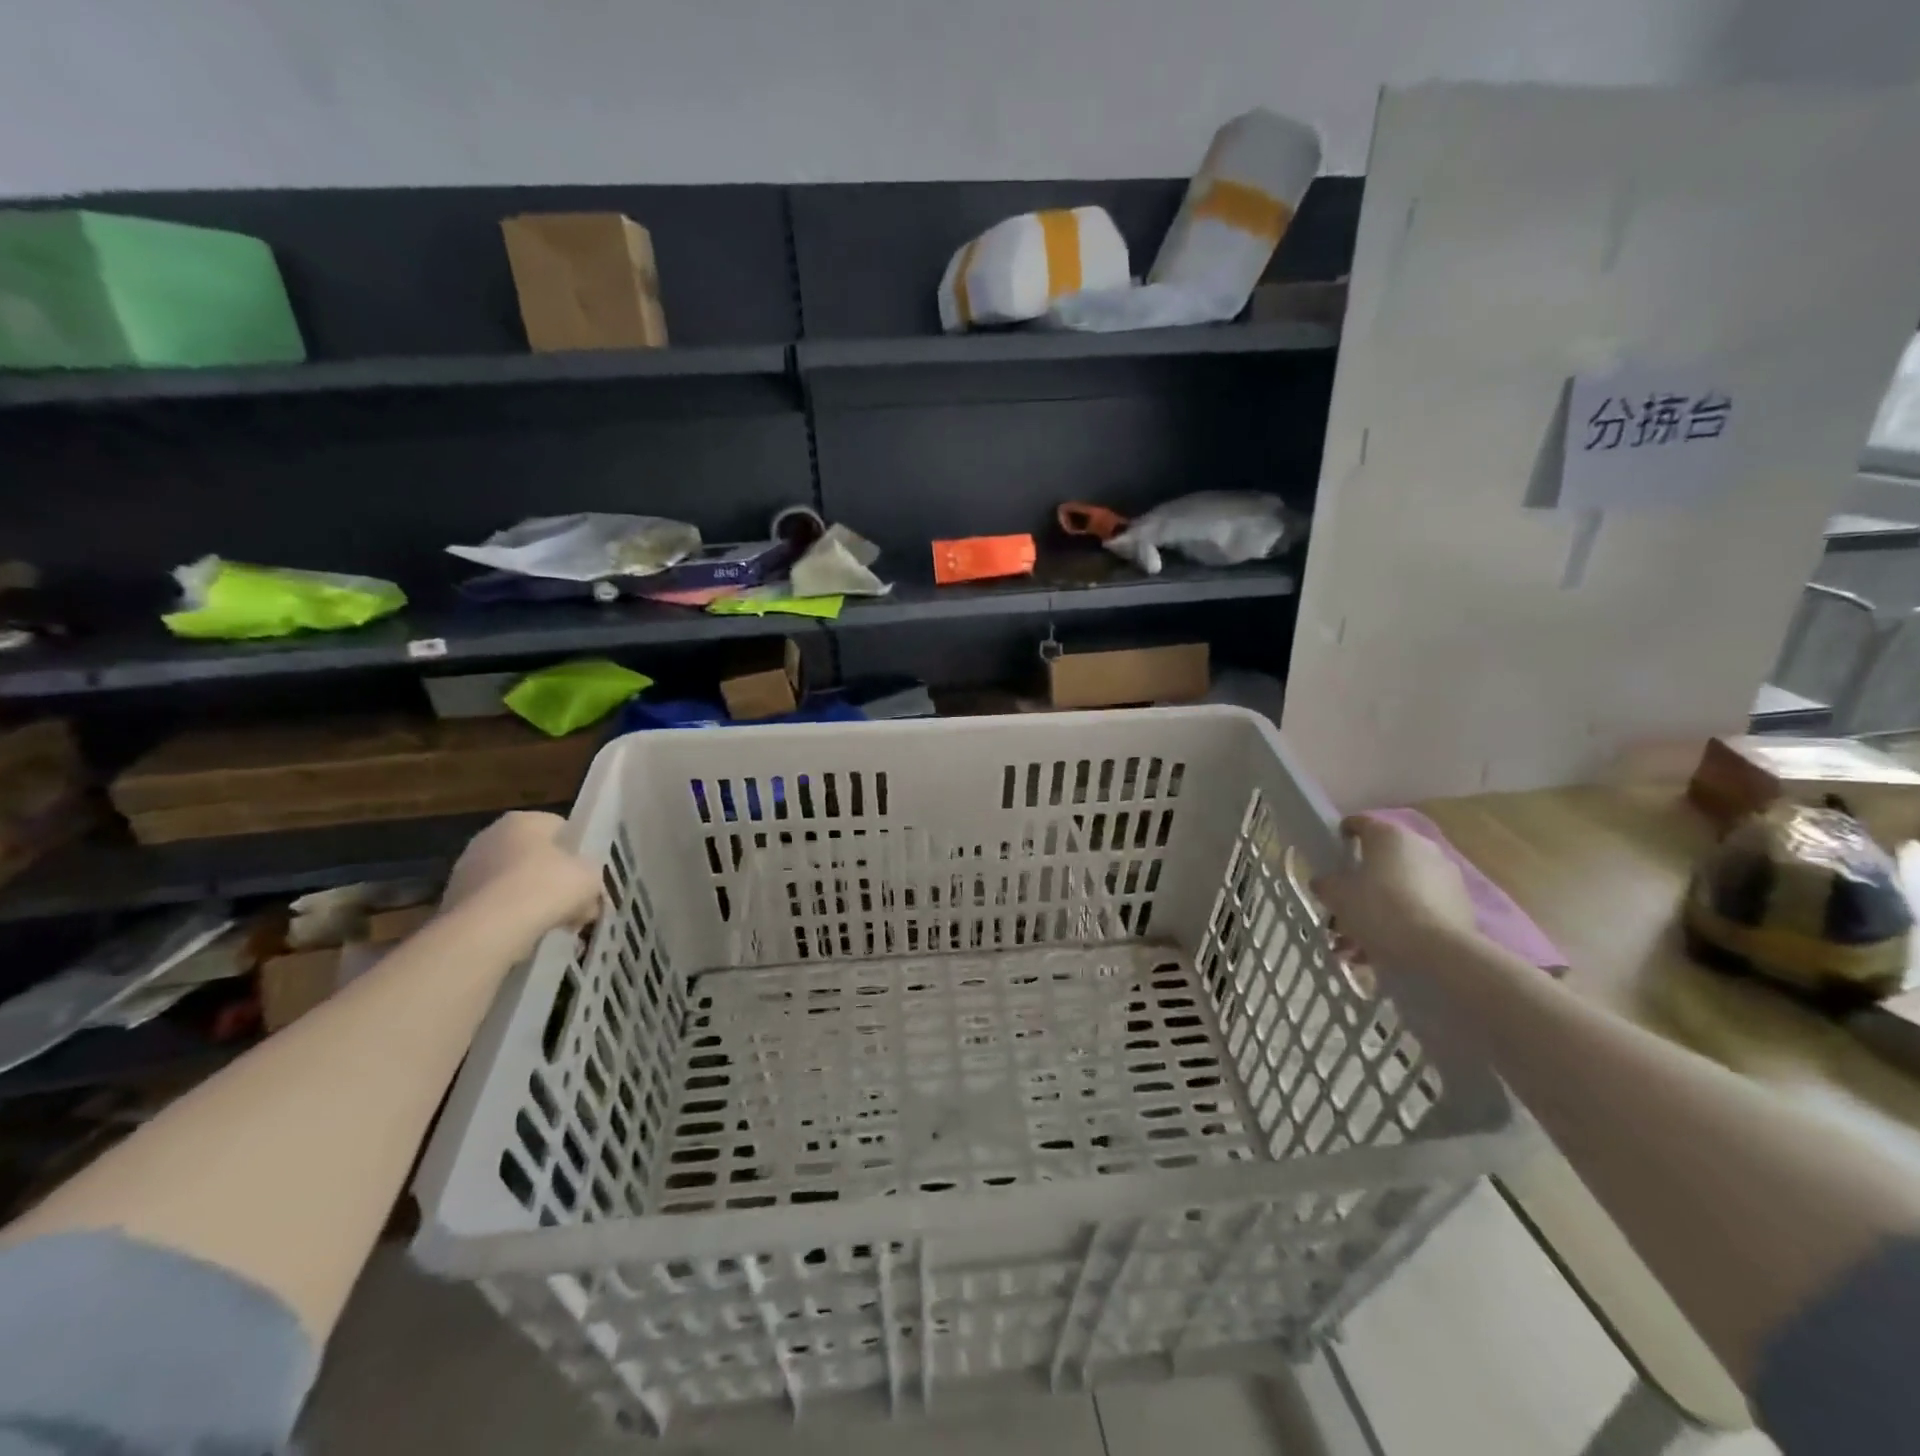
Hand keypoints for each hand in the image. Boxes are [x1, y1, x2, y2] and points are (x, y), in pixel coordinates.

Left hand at [441, 812, 600, 949]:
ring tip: (552, 925)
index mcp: (524, 820)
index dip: (579, 853)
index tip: (588, 876)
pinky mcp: (453, 901)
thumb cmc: (546, 888)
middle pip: (535, 856)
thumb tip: (587, 896)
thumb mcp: (590, 877)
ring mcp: (467, 869)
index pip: (560, 828)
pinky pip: (494, 906)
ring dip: (531, 900)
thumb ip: (592, 878)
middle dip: (554, 879)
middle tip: (574, 904)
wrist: (486, 930)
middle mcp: (490, 836)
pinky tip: (525, 936)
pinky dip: (509, 919)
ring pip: (513, 883)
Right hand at [1312, 816, 1476, 967]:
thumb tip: (1325, 882)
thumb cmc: (1379, 910)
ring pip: (1401, 886)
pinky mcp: (1460, 903)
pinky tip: (1385, 949)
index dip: (1343, 836)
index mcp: (1388, 835)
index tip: (1333, 854)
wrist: (1438, 950)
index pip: (1360, 823)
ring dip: (1380, 907)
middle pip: (1382, 859)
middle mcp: (1420, 846)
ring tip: (1360, 940)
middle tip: (1344, 906)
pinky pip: (1421, 906)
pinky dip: (1403, 921)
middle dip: (1362, 882)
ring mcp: (1445, 875)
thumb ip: (1326, 884)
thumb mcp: (1337, 896)